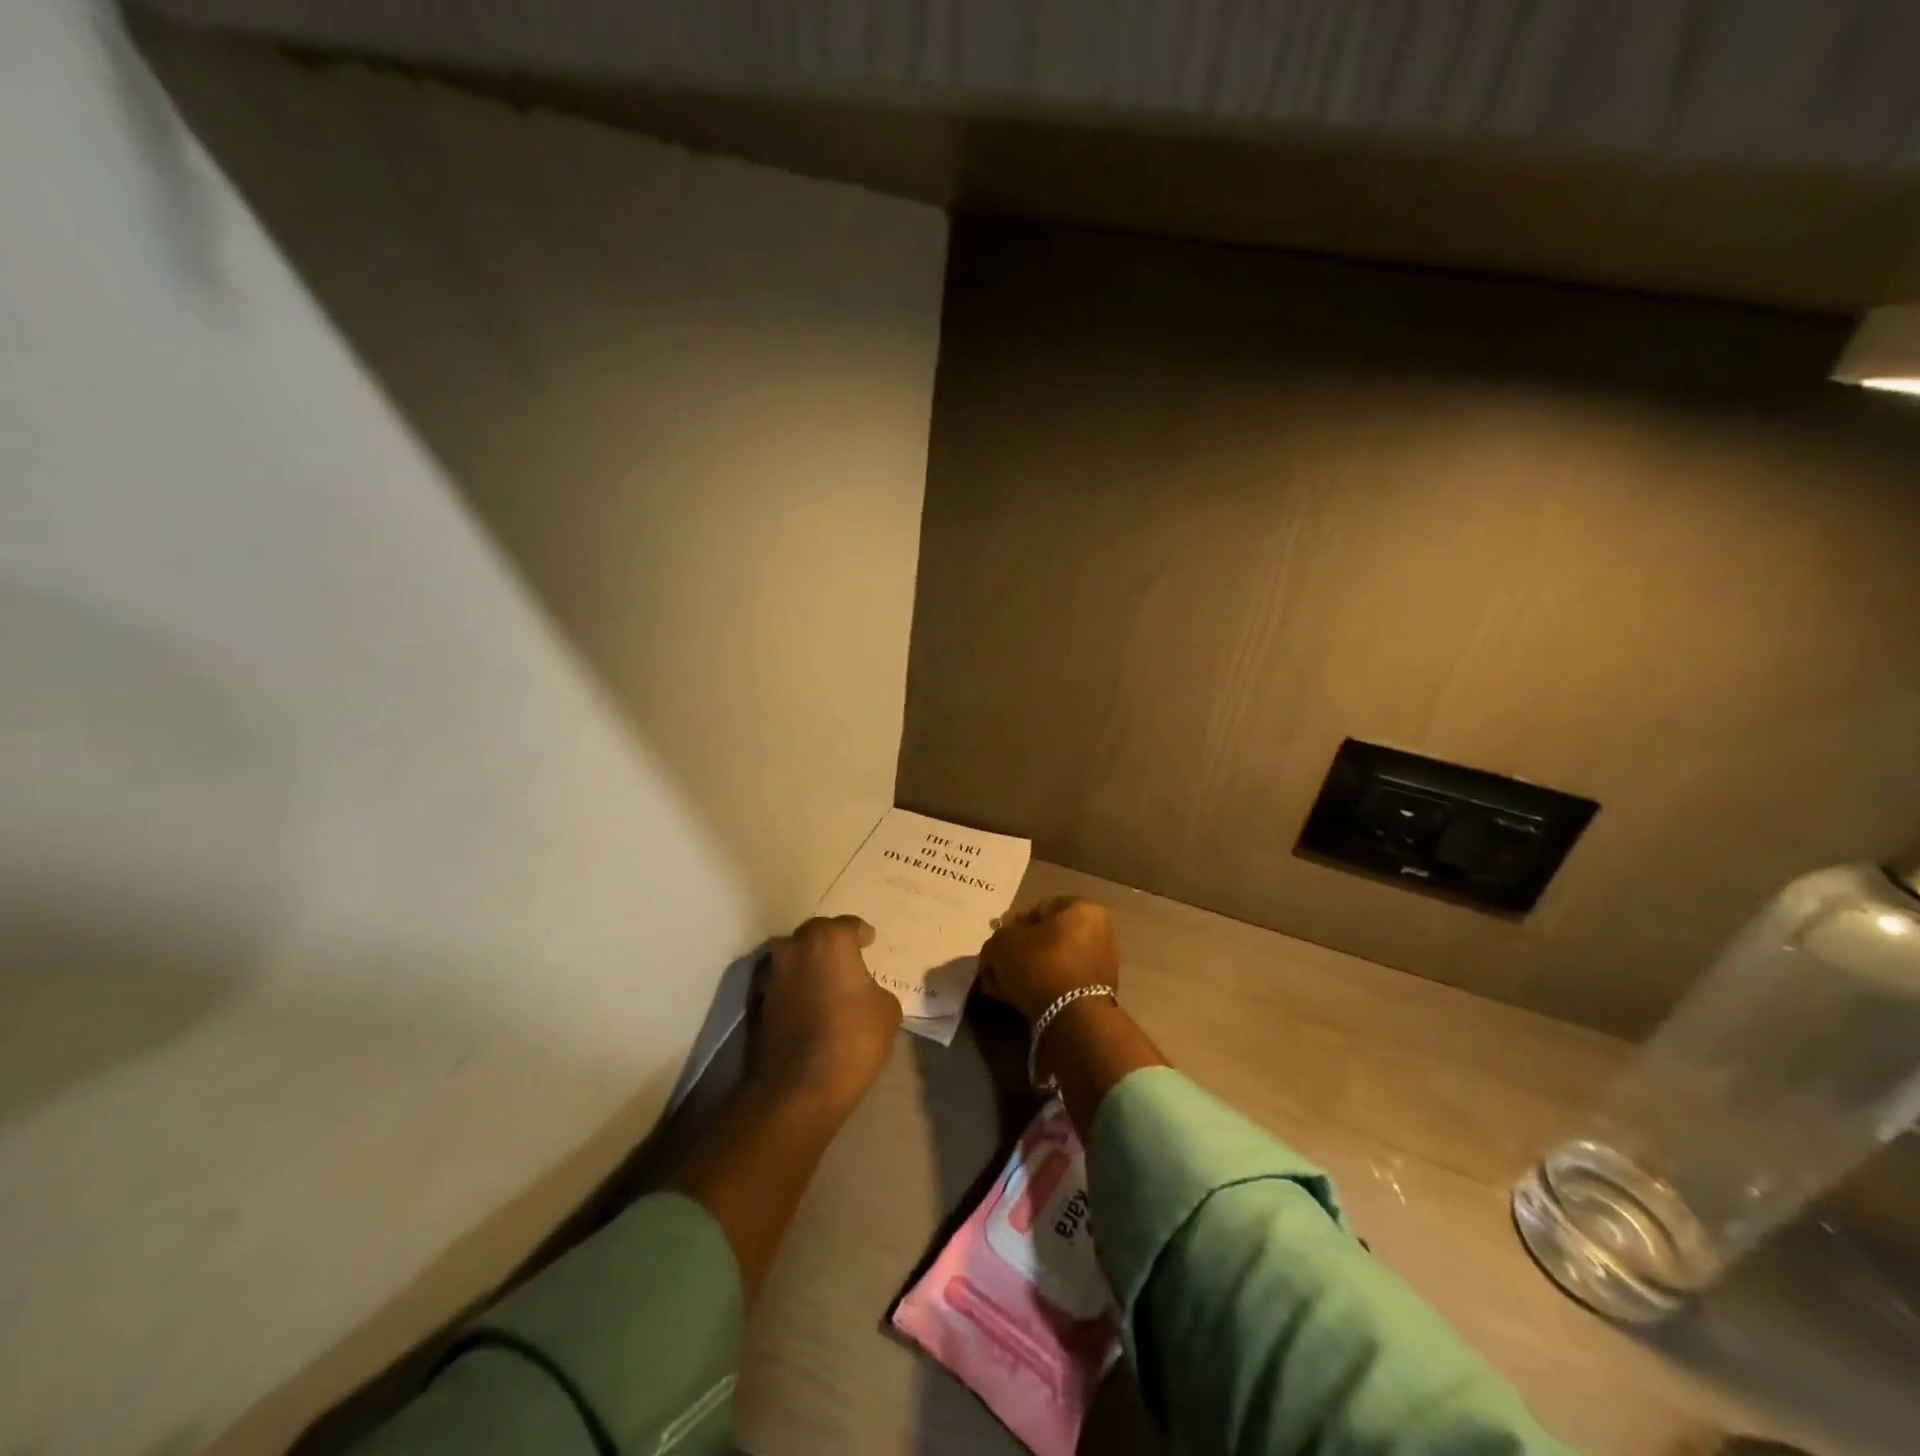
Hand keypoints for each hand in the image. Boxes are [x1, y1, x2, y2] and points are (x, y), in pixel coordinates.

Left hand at [753, 915, 901, 1109]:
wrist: (798, 1087)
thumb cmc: (852, 1038)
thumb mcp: (887, 1010)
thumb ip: (874, 988)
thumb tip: (863, 992)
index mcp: (829, 940)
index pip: (848, 925)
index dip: (861, 934)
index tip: (869, 942)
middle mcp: (795, 948)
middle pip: (814, 935)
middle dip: (830, 943)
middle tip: (846, 959)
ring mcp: (771, 976)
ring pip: (792, 958)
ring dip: (806, 965)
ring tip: (824, 982)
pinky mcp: (756, 1004)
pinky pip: (780, 986)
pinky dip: (792, 990)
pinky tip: (806, 1005)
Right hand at [980, 897, 1121, 1022]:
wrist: (1072, 1018)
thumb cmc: (1039, 965)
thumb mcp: (1002, 944)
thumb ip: (995, 941)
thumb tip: (997, 951)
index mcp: (1081, 908)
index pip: (1038, 909)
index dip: (1011, 927)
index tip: (997, 947)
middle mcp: (1098, 930)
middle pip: (1045, 938)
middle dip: (1018, 954)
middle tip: (996, 970)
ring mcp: (1101, 963)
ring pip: (1052, 962)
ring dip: (1026, 973)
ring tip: (1002, 989)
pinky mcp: (1098, 992)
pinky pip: (1062, 983)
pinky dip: (1041, 989)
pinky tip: (1018, 1001)